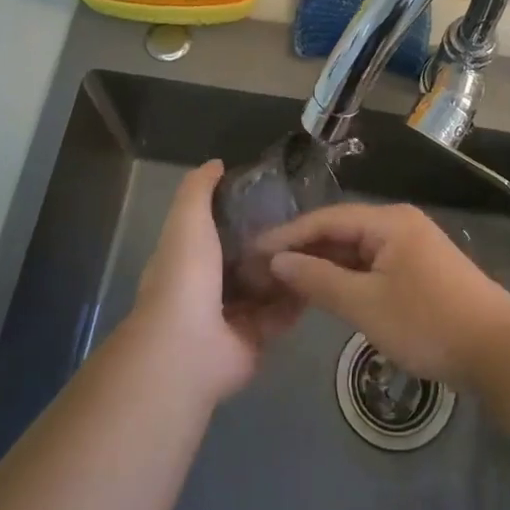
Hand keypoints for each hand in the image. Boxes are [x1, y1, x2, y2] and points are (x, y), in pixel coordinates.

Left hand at [132, 161, 300, 403]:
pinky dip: (299, 298)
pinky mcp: (257, 339)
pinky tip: (323, 276)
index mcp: (190, 258)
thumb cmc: (186, 275)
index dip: (241, 212)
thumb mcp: (188, 218)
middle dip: (272, 242)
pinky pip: (282, 314)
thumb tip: (217, 164)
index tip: (273, 194)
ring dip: (289, 269)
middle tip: (308, 220)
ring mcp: (233, 316)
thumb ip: (199, 189)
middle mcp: (209, 287)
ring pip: (267, 286)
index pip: (217, 230)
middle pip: (247, 258)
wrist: (190, 346)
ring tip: (323, 244)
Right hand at [256, 203, 509, 386]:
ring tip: (285, 281)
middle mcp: (399, 224)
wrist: (499, 352)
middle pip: (340, 231)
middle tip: (262, 269)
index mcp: (388, 221)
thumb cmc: (428, 322)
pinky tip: (325, 292)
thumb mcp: (366, 304)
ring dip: (324, 265)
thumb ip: (319, 280)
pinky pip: (372, 265)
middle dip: (303, 249)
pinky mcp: (419, 271)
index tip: (251, 251)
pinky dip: (347, 277)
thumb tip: (277, 261)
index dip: (287, 235)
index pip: (325, 219)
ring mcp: (412, 247)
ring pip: (356, 250)